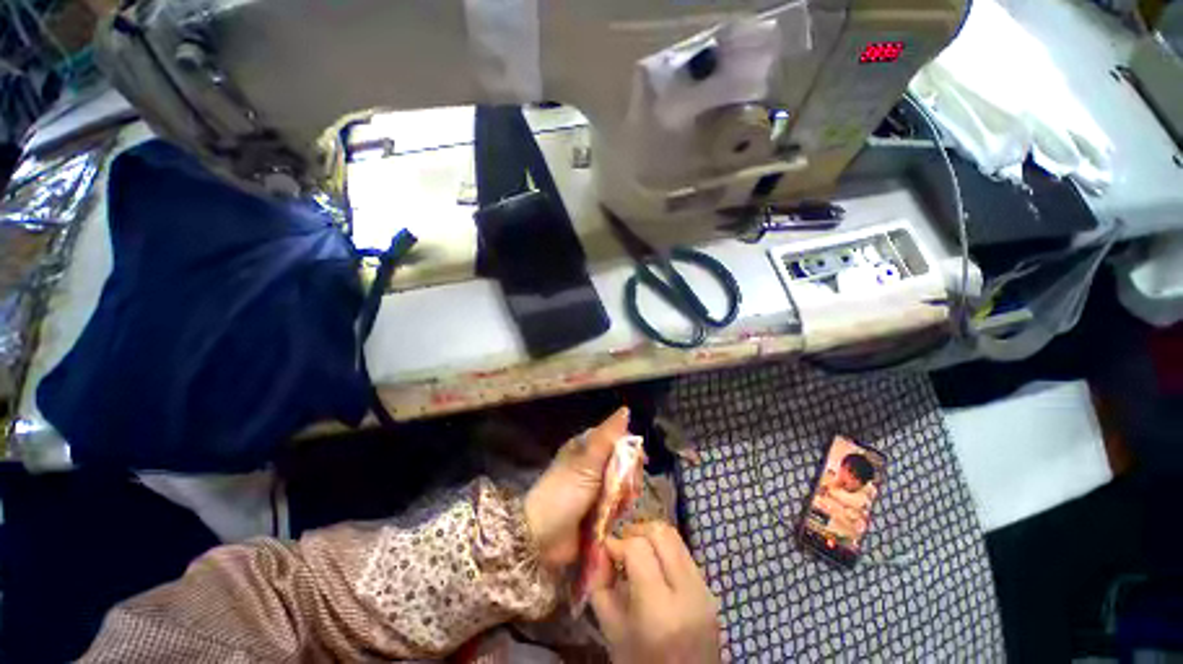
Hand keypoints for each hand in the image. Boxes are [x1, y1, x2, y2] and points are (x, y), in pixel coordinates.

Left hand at [524, 407, 629, 569]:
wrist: (542, 538)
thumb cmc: (564, 492)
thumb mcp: (587, 461)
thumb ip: (607, 436)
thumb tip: (625, 409)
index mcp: (586, 447)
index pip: (617, 438)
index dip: (631, 448)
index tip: (642, 460)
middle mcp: (591, 464)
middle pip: (623, 462)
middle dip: (629, 475)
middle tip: (628, 487)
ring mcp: (595, 487)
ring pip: (623, 483)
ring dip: (625, 493)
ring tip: (620, 504)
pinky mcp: (598, 509)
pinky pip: (618, 503)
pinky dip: (620, 508)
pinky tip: (618, 514)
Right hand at [591, 523, 721, 663]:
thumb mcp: (611, 630)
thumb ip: (600, 584)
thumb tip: (599, 546)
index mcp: (659, 610)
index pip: (638, 549)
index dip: (617, 541)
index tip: (605, 549)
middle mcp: (688, 593)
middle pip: (661, 533)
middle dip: (636, 530)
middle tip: (621, 543)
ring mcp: (704, 591)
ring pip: (676, 537)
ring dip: (651, 536)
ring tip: (635, 550)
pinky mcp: (711, 590)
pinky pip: (684, 553)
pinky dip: (665, 549)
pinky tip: (652, 564)